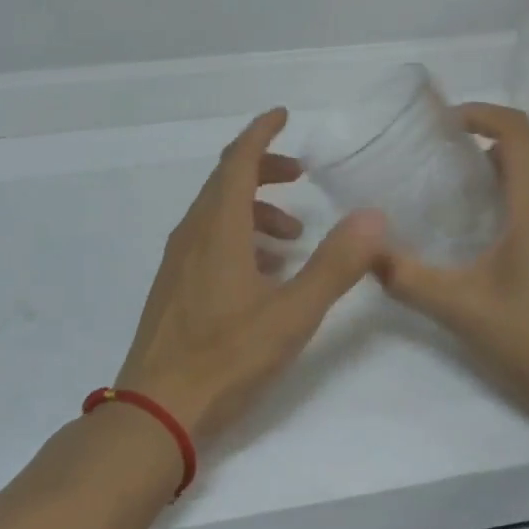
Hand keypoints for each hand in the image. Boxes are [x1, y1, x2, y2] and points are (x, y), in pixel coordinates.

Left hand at [116, 108, 386, 444]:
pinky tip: (264, 273)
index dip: (261, 132)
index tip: (283, 115)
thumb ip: (335, 264)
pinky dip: (239, 238)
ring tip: (293, 237)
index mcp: (218, 227)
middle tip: (302, 176)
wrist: (155, 413)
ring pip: (217, 213)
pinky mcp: (174, 287)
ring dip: (255, 210)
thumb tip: (373, 217)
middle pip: (226, 181)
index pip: (238, 160)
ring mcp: (178, 261)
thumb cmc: (226, 358)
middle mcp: (193, 233)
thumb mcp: (292, 313)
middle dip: (264, 170)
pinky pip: (208, 241)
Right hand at [378, 104, 528, 447]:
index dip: (483, 114)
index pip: (519, 131)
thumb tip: (368, 252)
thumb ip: (409, 279)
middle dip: (507, 134)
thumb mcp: (463, 310)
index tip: (446, 123)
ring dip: (523, 161)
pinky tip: (501, 229)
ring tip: (476, 190)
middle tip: (465, 156)